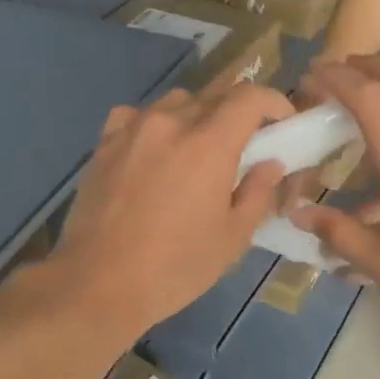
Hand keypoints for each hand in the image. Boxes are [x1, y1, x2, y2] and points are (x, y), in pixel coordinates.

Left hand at [48, 83, 293, 337]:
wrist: (97, 283)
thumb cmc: (174, 267)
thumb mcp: (232, 238)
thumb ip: (257, 193)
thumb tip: (270, 164)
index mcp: (208, 144)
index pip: (249, 97)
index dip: (273, 102)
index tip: (282, 121)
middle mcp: (170, 123)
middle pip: (214, 95)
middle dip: (238, 112)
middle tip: (246, 143)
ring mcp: (132, 129)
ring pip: (176, 102)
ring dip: (197, 116)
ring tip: (198, 149)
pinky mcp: (104, 143)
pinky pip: (137, 116)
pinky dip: (155, 124)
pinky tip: (154, 151)